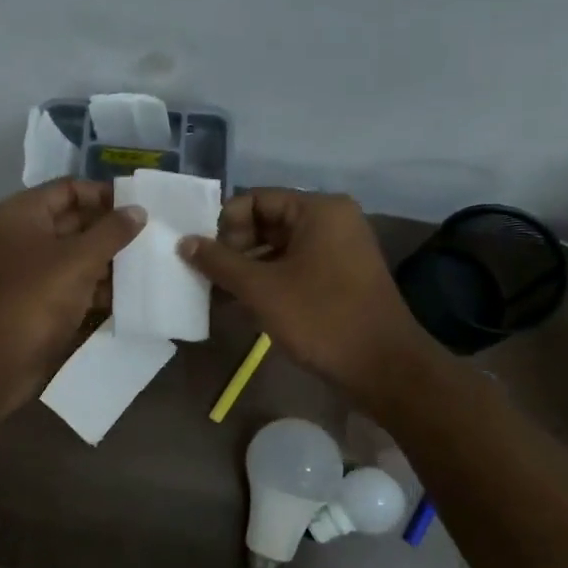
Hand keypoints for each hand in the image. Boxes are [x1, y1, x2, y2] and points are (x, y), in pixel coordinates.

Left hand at [0, 180, 144, 417]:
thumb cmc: (35, 298)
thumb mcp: (78, 259)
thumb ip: (112, 232)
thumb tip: (138, 210)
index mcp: (22, 214)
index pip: (68, 190)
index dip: (103, 195)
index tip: (139, 207)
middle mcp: (22, 236)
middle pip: (74, 222)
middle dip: (110, 230)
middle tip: (151, 237)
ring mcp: (29, 271)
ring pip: (76, 255)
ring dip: (108, 261)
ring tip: (148, 264)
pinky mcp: (38, 301)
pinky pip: (72, 284)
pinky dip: (97, 287)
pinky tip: (130, 294)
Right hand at [178, 189, 432, 398]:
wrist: (383, 367)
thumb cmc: (321, 319)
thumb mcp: (261, 289)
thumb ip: (219, 262)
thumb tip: (184, 242)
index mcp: (318, 209)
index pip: (255, 199)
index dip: (225, 225)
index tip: (207, 258)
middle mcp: (331, 220)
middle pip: (266, 221)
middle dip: (234, 248)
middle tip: (210, 278)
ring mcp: (339, 248)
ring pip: (278, 247)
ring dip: (247, 268)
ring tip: (220, 295)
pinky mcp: (339, 276)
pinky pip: (294, 266)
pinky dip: (268, 280)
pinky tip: (244, 305)